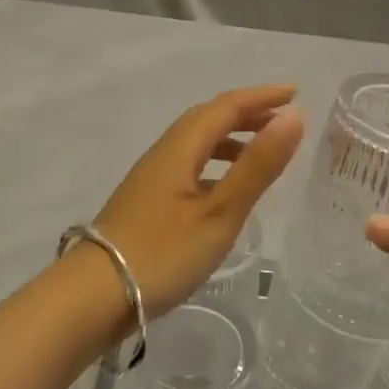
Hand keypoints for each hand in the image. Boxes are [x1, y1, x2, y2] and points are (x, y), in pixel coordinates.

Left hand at [92, 84, 305, 316]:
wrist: (94, 296)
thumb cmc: (162, 253)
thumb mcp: (220, 212)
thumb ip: (257, 166)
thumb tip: (293, 117)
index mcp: (180, 149)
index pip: (225, 107)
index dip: (260, 97)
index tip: (295, 92)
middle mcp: (163, 154)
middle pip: (207, 120)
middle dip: (246, 113)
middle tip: (282, 120)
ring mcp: (151, 179)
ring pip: (196, 144)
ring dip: (230, 139)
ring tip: (261, 153)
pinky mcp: (147, 203)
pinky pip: (189, 167)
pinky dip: (215, 165)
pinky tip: (225, 190)